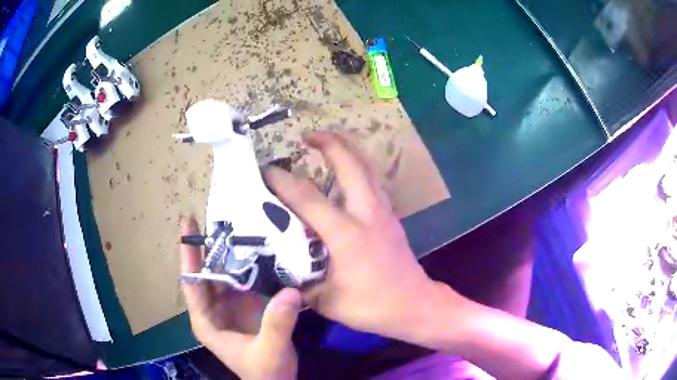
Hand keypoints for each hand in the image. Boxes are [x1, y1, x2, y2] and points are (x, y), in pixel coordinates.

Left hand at [180, 217, 299, 379]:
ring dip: (232, 251)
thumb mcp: (269, 351)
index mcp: (206, 321)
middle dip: (211, 245)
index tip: (187, 224)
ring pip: (226, 273)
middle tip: (220, 214)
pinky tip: (260, 247)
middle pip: (207, 272)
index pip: (192, 282)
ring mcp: (231, 306)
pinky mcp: (248, 305)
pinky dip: (250, 263)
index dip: (188, 253)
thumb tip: (289, 292)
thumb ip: (276, 325)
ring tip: (241, 223)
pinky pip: (245, 279)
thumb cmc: (266, 372)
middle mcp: (214, 309)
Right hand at [264, 131, 448, 342]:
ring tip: (328, 141)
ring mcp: (383, 212)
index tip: (266, 171)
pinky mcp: (391, 216)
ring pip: (367, 167)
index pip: (308, 198)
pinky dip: (359, 166)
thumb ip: (298, 281)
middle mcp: (367, 214)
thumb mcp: (326, 301)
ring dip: (348, 148)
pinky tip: (349, 170)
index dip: (283, 181)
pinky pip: (374, 180)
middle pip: (350, 164)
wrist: (415, 305)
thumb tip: (277, 267)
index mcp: (346, 234)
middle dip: (329, 143)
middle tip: (307, 135)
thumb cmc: (372, 306)